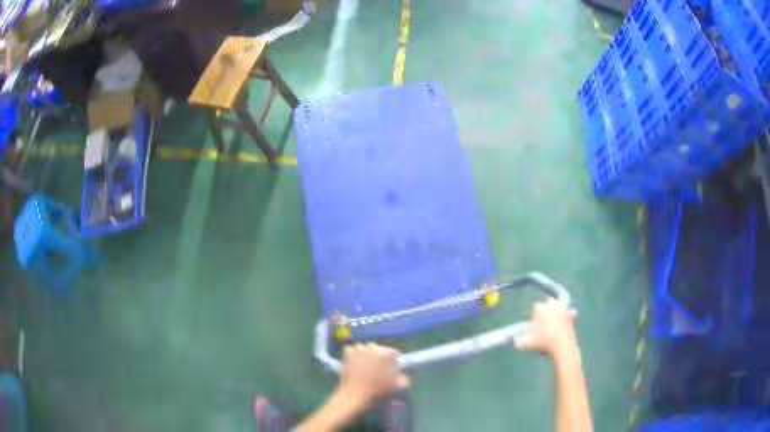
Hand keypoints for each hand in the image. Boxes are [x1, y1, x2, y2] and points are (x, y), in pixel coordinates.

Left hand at [338, 343, 410, 405]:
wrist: (356, 395)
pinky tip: (354, 363)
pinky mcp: (348, 352)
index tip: (391, 368)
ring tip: (365, 365)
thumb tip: (403, 372)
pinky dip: (353, 355)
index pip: (394, 352)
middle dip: (379, 357)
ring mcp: (359, 349)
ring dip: (365, 354)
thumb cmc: (379, 391)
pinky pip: (352, 350)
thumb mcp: (399, 386)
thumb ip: (405, 377)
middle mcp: (373, 347)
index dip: (393, 361)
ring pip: (364, 348)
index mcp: (387, 354)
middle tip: (377, 368)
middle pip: (378, 349)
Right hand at [515, 298, 578, 359]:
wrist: (562, 347)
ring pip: (560, 305)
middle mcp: (552, 305)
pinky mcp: (572, 316)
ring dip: (557, 310)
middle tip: (544, 321)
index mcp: (540, 309)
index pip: (535, 308)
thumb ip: (517, 341)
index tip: (533, 326)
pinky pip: (571, 313)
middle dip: (546, 309)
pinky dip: (569, 317)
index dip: (533, 316)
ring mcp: (564, 309)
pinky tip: (566, 323)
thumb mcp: (525, 344)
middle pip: (548, 302)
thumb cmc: (542, 343)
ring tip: (554, 322)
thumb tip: (514, 339)